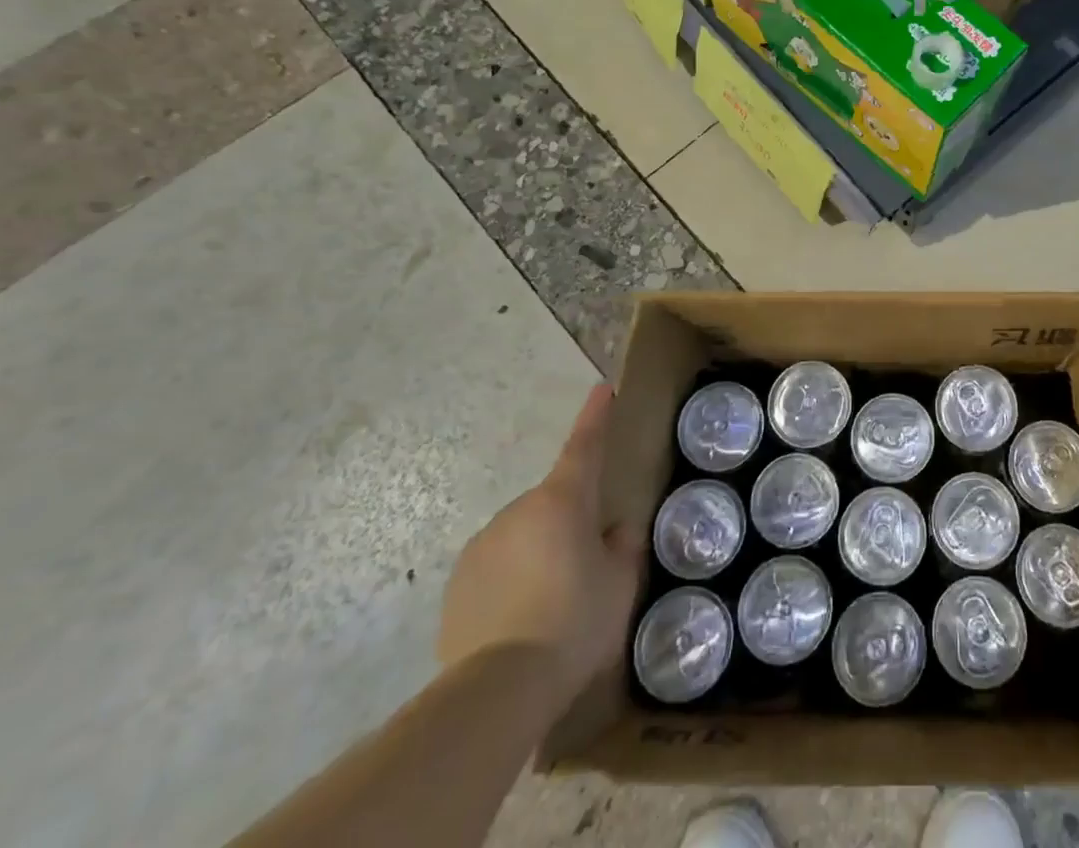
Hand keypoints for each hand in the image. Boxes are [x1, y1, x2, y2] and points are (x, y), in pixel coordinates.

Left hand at [437, 384, 642, 706]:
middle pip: (554, 503)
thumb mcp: (619, 584)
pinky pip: (497, 569)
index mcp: (562, 501)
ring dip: (540, 553)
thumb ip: (621, 547)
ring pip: (524, 536)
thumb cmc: (573, 622)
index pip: (583, 446)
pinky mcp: (457, 586)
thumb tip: (614, 531)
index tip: (600, 389)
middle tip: (587, 565)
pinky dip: (512, 582)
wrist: (497, 690)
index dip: (595, 416)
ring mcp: (482, 546)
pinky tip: (521, 623)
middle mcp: (518, 511)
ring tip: (552, 606)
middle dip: (570, 523)